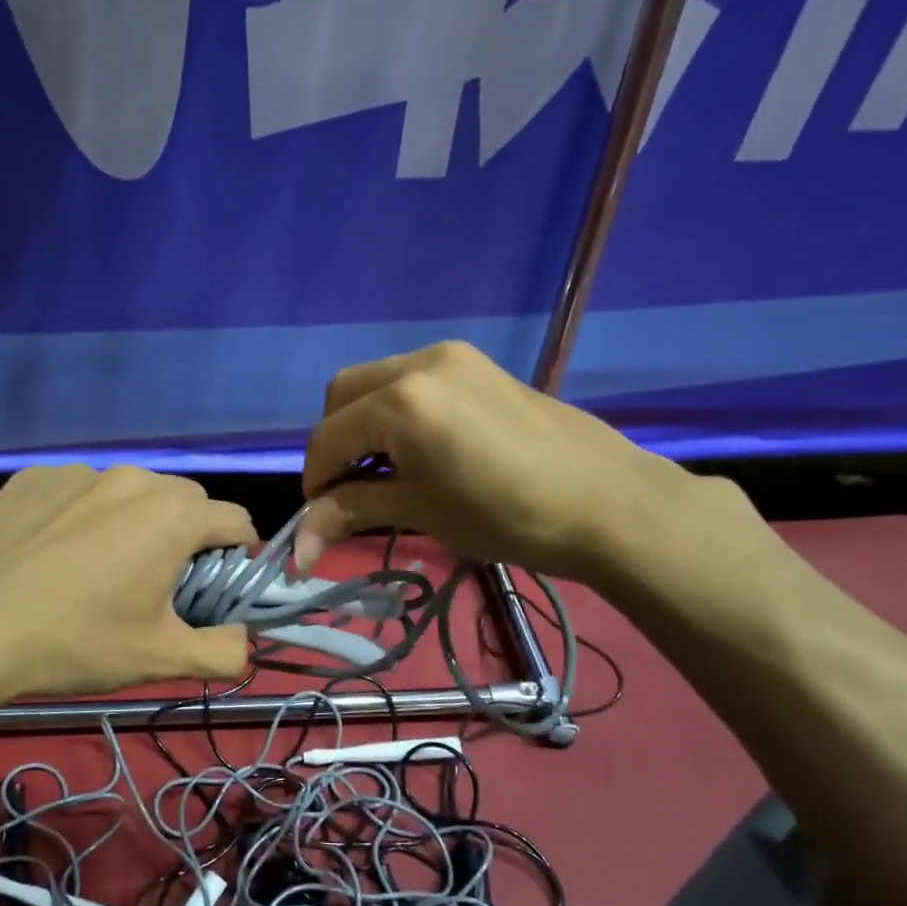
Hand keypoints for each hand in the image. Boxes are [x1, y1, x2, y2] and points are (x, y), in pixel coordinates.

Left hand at [0, 466, 257, 701]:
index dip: (237, 556)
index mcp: (173, 516)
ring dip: (134, 522)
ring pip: (130, 493)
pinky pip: (79, 492)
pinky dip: (84, 516)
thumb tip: (244, 642)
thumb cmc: (74, 643)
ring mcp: (78, 474)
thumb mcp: (160, 659)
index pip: (236, 520)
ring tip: (99, 569)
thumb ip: (224, 652)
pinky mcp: (32, 478)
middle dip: (186, 537)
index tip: (215, 588)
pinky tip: (52, 555)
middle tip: (157, 583)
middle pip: (185, 502)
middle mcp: (132, 479)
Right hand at [295, 341, 693, 584]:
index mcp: (401, 401)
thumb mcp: (420, 512)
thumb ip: (351, 512)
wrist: (609, 503)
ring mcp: (453, 357)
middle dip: (333, 443)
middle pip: (343, 394)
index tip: (319, 519)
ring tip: (383, 471)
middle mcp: (419, 363)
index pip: (328, 438)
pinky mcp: (478, 365)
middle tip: (347, 490)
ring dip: (363, 424)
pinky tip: (418, 449)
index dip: (314, 481)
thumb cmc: (507, 516)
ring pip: (377, 382)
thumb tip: (296, 548)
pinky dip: (396, 411)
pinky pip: (413, 380)